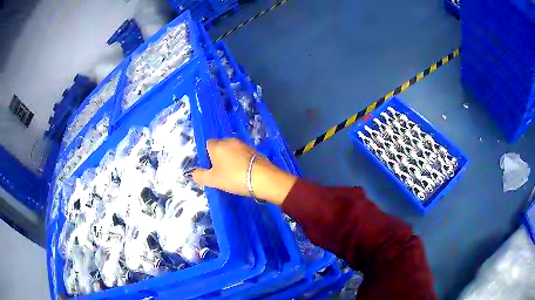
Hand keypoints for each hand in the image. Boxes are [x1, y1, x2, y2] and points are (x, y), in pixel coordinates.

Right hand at [192, 138, 296, 204]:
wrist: (262, 178)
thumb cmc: (233, 177)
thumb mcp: (213, 180)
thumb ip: (200, 176)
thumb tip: (193, 173)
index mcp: (217, 145)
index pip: (207, 144)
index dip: (207, 156)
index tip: (211, 169)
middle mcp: (229, 140)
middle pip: (220, 147)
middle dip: (219, 157)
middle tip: (222, 173)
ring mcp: (243, 144)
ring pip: (232, 150)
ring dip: (230, 159)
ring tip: (234, 174)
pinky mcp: (254, 150)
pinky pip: (242, 154)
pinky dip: (241, 160)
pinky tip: (244, 171)